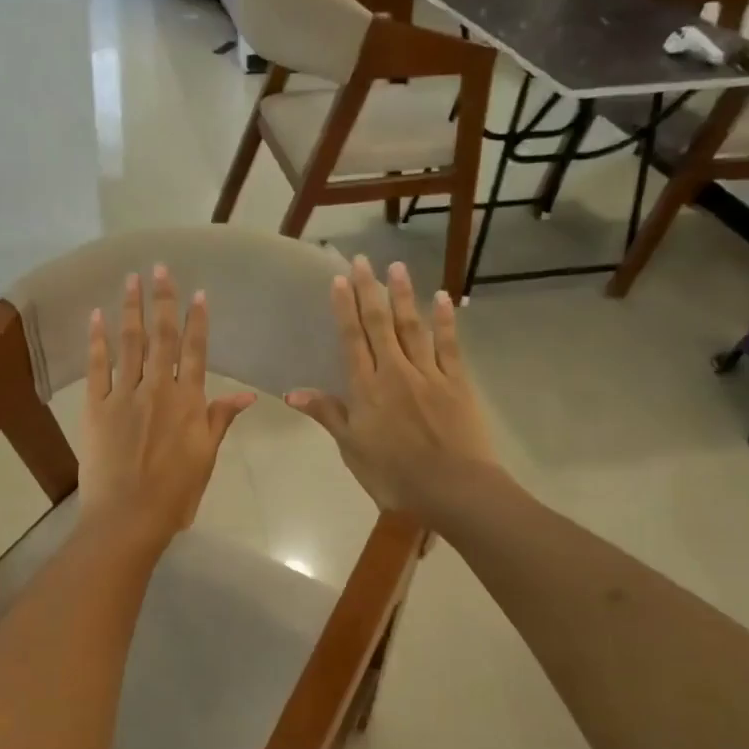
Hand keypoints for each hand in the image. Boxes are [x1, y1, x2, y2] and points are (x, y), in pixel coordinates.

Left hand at [78, 266, 255, 546]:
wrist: (128, 517)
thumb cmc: (174, 494)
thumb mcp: (206, 458)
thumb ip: (220, 420)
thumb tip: (249, 396)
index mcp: (188, 402)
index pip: (195, 351)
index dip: (196, 321)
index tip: (197, 292)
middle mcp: (158, 389)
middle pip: (162, 337)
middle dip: (162, 300)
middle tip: (160, 267)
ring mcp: (124, 395)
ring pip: (130, 343)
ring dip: (131, 308)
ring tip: (131, 279)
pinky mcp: (96, 406)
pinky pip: (97, 366)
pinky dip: (97, 340)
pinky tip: (97, 316)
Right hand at [285, 256, 498, 520]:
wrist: (453, 488)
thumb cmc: (393, 475)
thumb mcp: (352, 448)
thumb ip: (327, 414)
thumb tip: (292, 392)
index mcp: (366, 389)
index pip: (352, 340)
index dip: (344, 308)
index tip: (339, 280)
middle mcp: (395, 372)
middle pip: (380, 324)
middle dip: (370, 291)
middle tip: (363, 260)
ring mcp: (429, 374)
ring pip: (413, 327)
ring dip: (404, 295)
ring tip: (397, 267)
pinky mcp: (457, 382)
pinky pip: (450, 345)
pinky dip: (445, 320)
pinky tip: (443, 298)